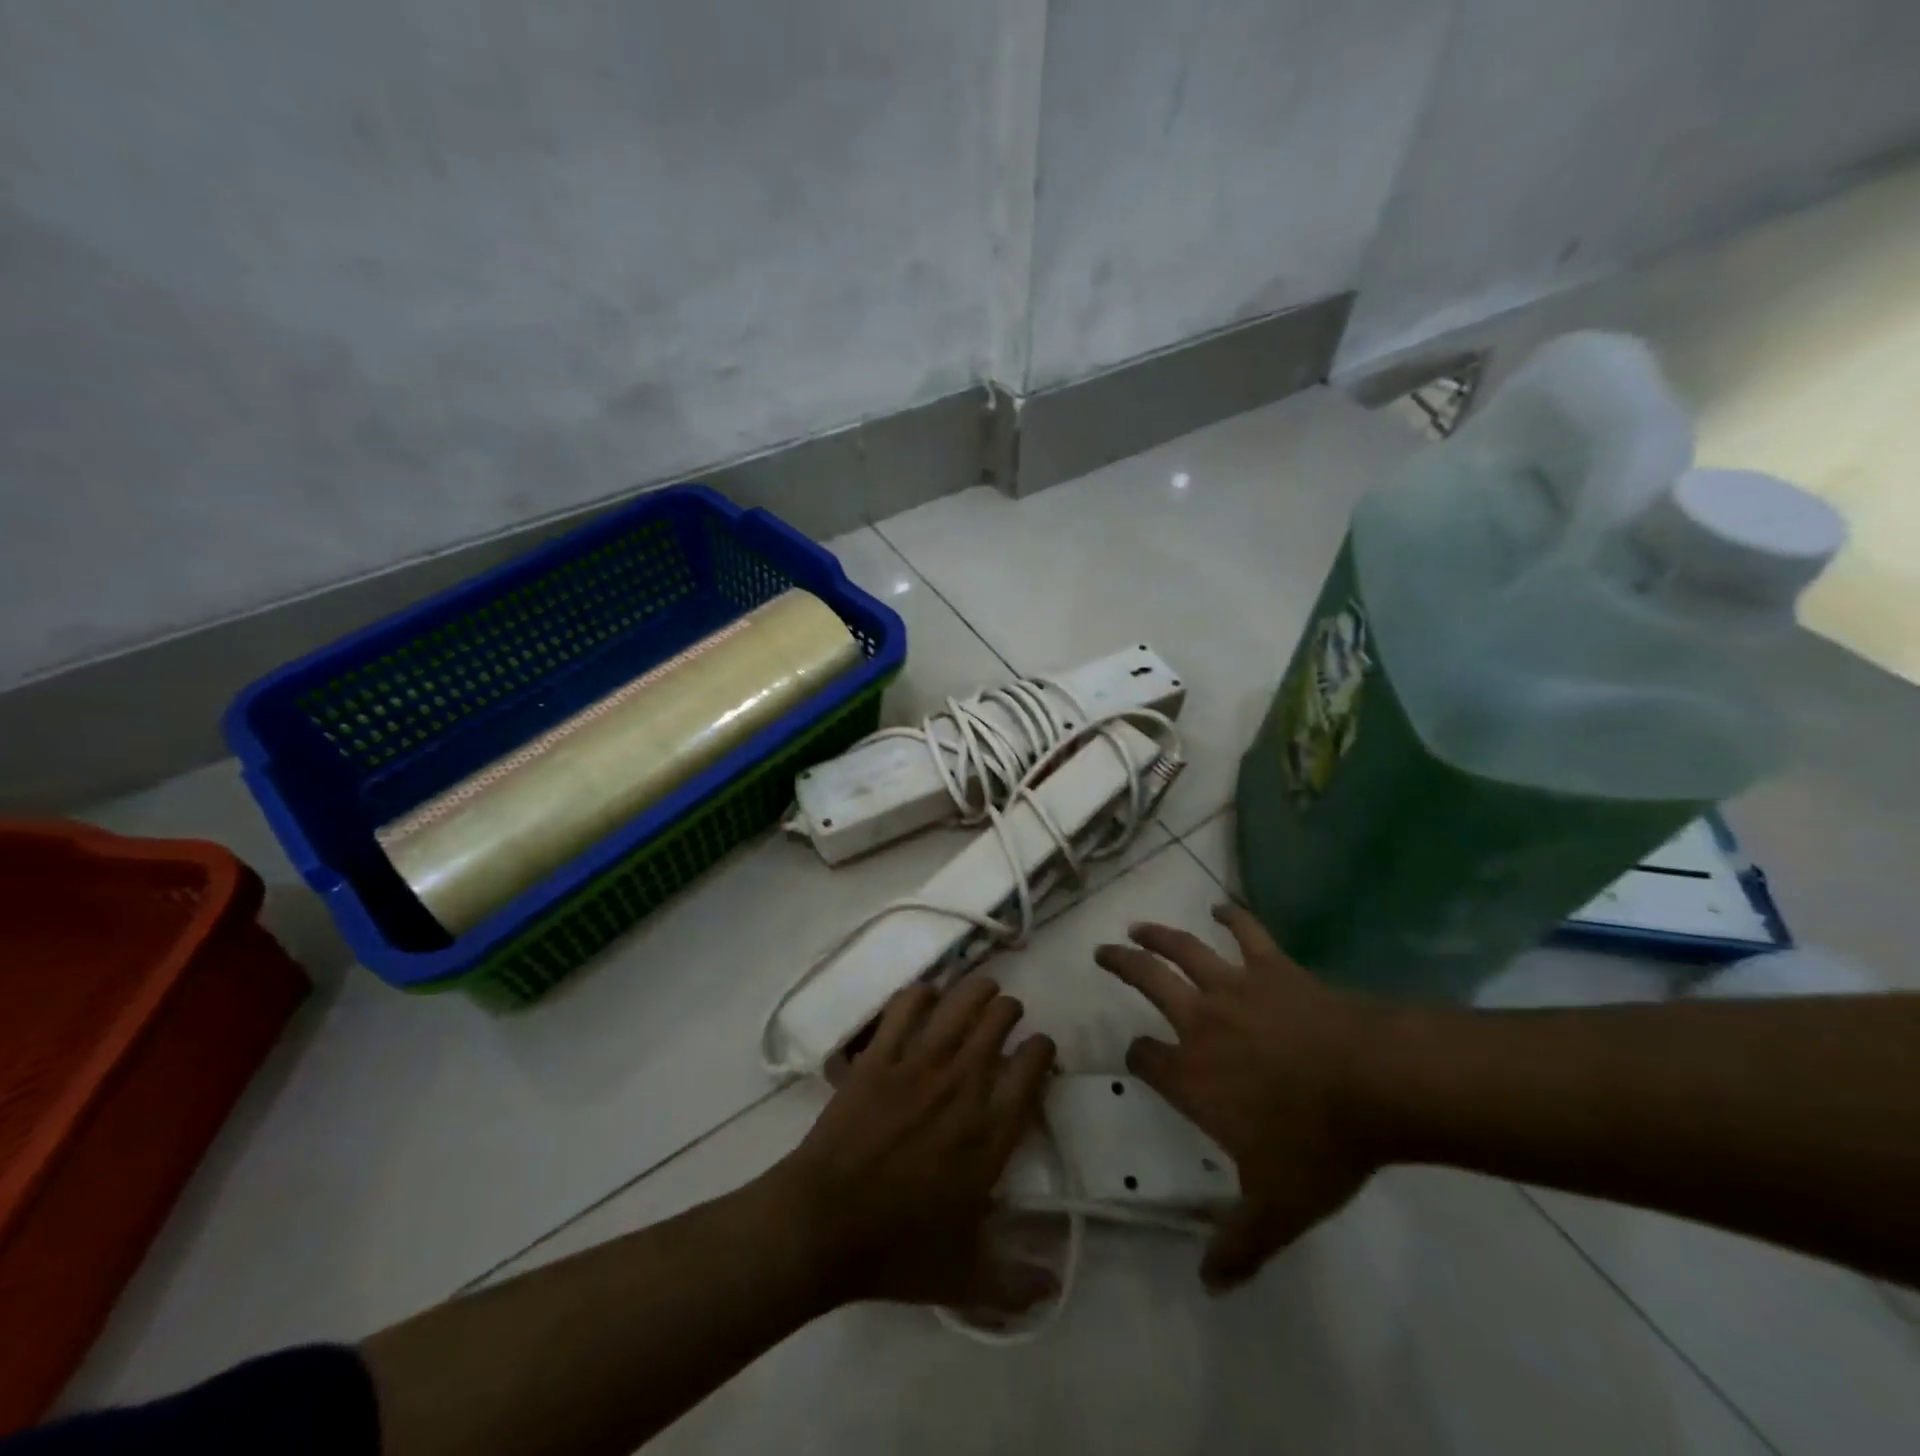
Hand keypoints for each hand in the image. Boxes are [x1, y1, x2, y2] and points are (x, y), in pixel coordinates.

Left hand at [770, 976, 1057, 1312]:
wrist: (823, 1225)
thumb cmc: (897, 1250)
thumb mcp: (965, 1277)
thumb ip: (1015, 1284)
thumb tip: (1053, 1288)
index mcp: (990, 1133)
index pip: (1033, 1068)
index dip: (1043, 1049)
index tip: (1040, 1050)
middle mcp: (963, 1086)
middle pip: (999, 1021)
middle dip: (1010, 1012)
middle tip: (1006, 1018)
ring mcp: (918, 1065)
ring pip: (960, 1003)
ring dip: (977, 990)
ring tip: (981, 991)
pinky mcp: (879, 1056)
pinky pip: (906, 1007)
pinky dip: (921, 994)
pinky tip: (926, 996)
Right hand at [1095, 903, 1384, 1291]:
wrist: (1375, 1084)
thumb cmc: (1318, 1144)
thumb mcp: (1278, 1208)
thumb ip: (1239, 1245)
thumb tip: (1208, 1286)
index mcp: (1191, 1074)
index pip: (1146, 1058)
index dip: (1137, 1056)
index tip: (1137, 1056)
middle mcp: (1200, 1021)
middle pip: (1148, 982)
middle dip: (1122, 964)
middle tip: (1103, 951)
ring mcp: (1235, 988)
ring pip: (1184, 949)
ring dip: (1158, 934)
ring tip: (1139, 925)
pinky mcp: (1273, 968)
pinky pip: (1248, 934)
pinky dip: (1234, 918)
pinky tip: (1223, 907)